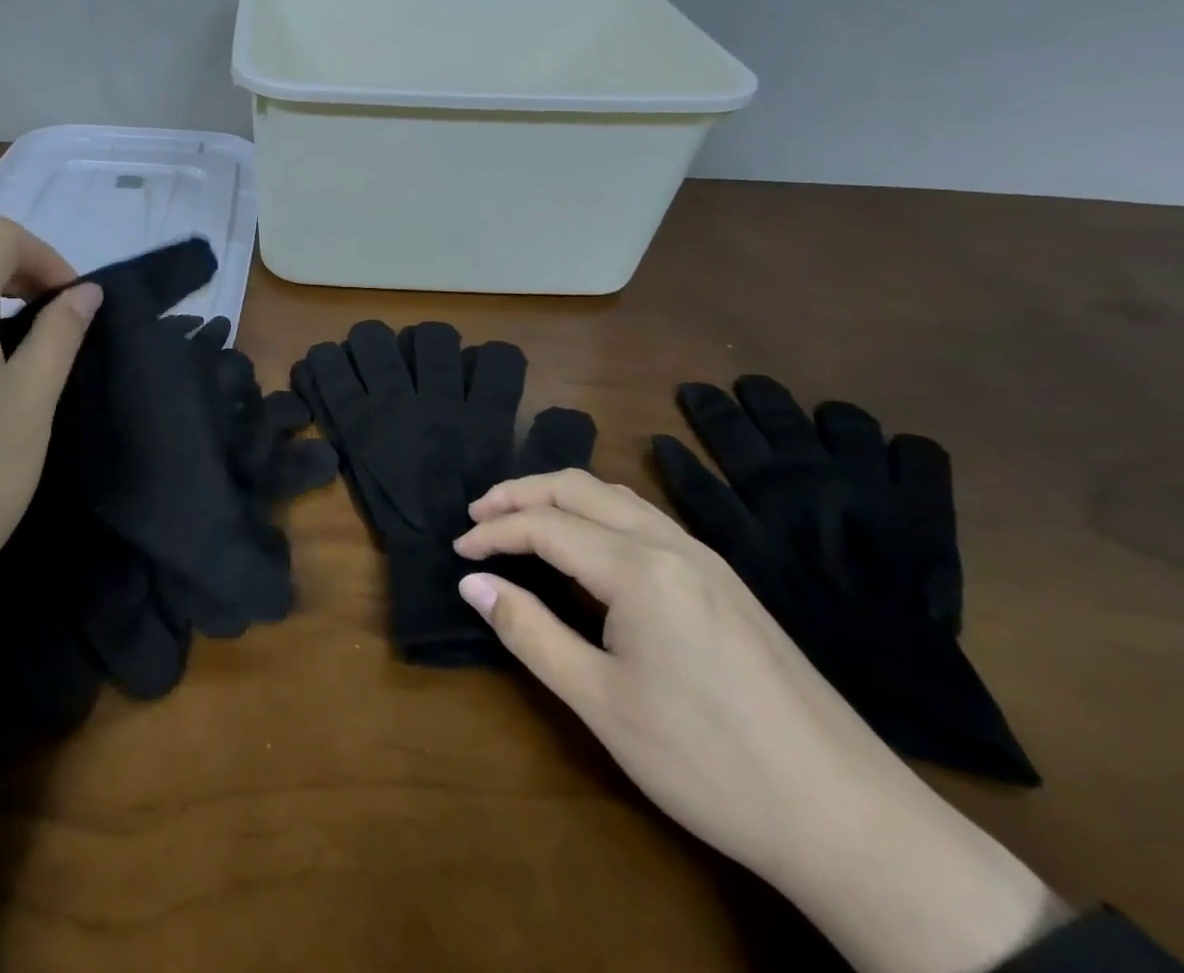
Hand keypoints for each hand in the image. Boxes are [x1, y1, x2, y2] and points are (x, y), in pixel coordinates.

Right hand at [454, 469, 1058, 972]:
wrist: (852, 822)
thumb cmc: (709, 763)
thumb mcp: (600, 703)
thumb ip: (529, 631)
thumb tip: (472, 583)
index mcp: (638, 568)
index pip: (545, 526)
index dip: (493, 532)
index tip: (457, 551)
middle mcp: (671, 544)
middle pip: (578, 488)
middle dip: (519, 493)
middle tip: (477, 516)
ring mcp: (706, 559)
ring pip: (615, 496)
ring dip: (559, 497)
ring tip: (520, 520)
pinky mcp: (726, 582)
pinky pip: (644, 519)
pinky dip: (596, 513)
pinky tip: (587, 545)